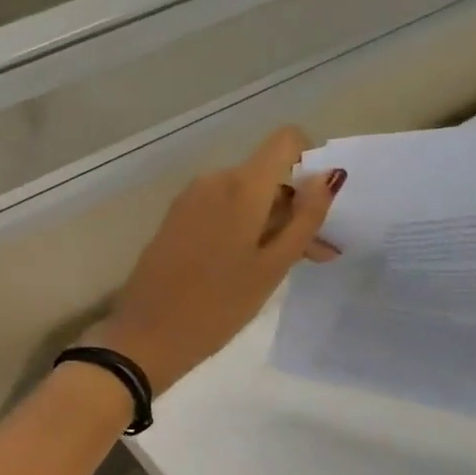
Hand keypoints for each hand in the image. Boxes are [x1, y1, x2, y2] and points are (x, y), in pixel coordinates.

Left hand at [93, 128, 344, 390]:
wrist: (146, 334)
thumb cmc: (218, 305)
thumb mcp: (272, 267)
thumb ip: (304, 218)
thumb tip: (329, 176)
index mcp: (240, 185)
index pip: (285, 140)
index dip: (309, 164)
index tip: (316, 207)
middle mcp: (213, 180)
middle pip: (265, 175)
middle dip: (293, 208)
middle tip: (313, 256)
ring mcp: (188, 199)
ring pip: (242, 195)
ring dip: (268, 222)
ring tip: (280, 268)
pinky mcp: (173, 219)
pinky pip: (218, 210)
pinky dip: (239, 227)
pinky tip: (247, 266)